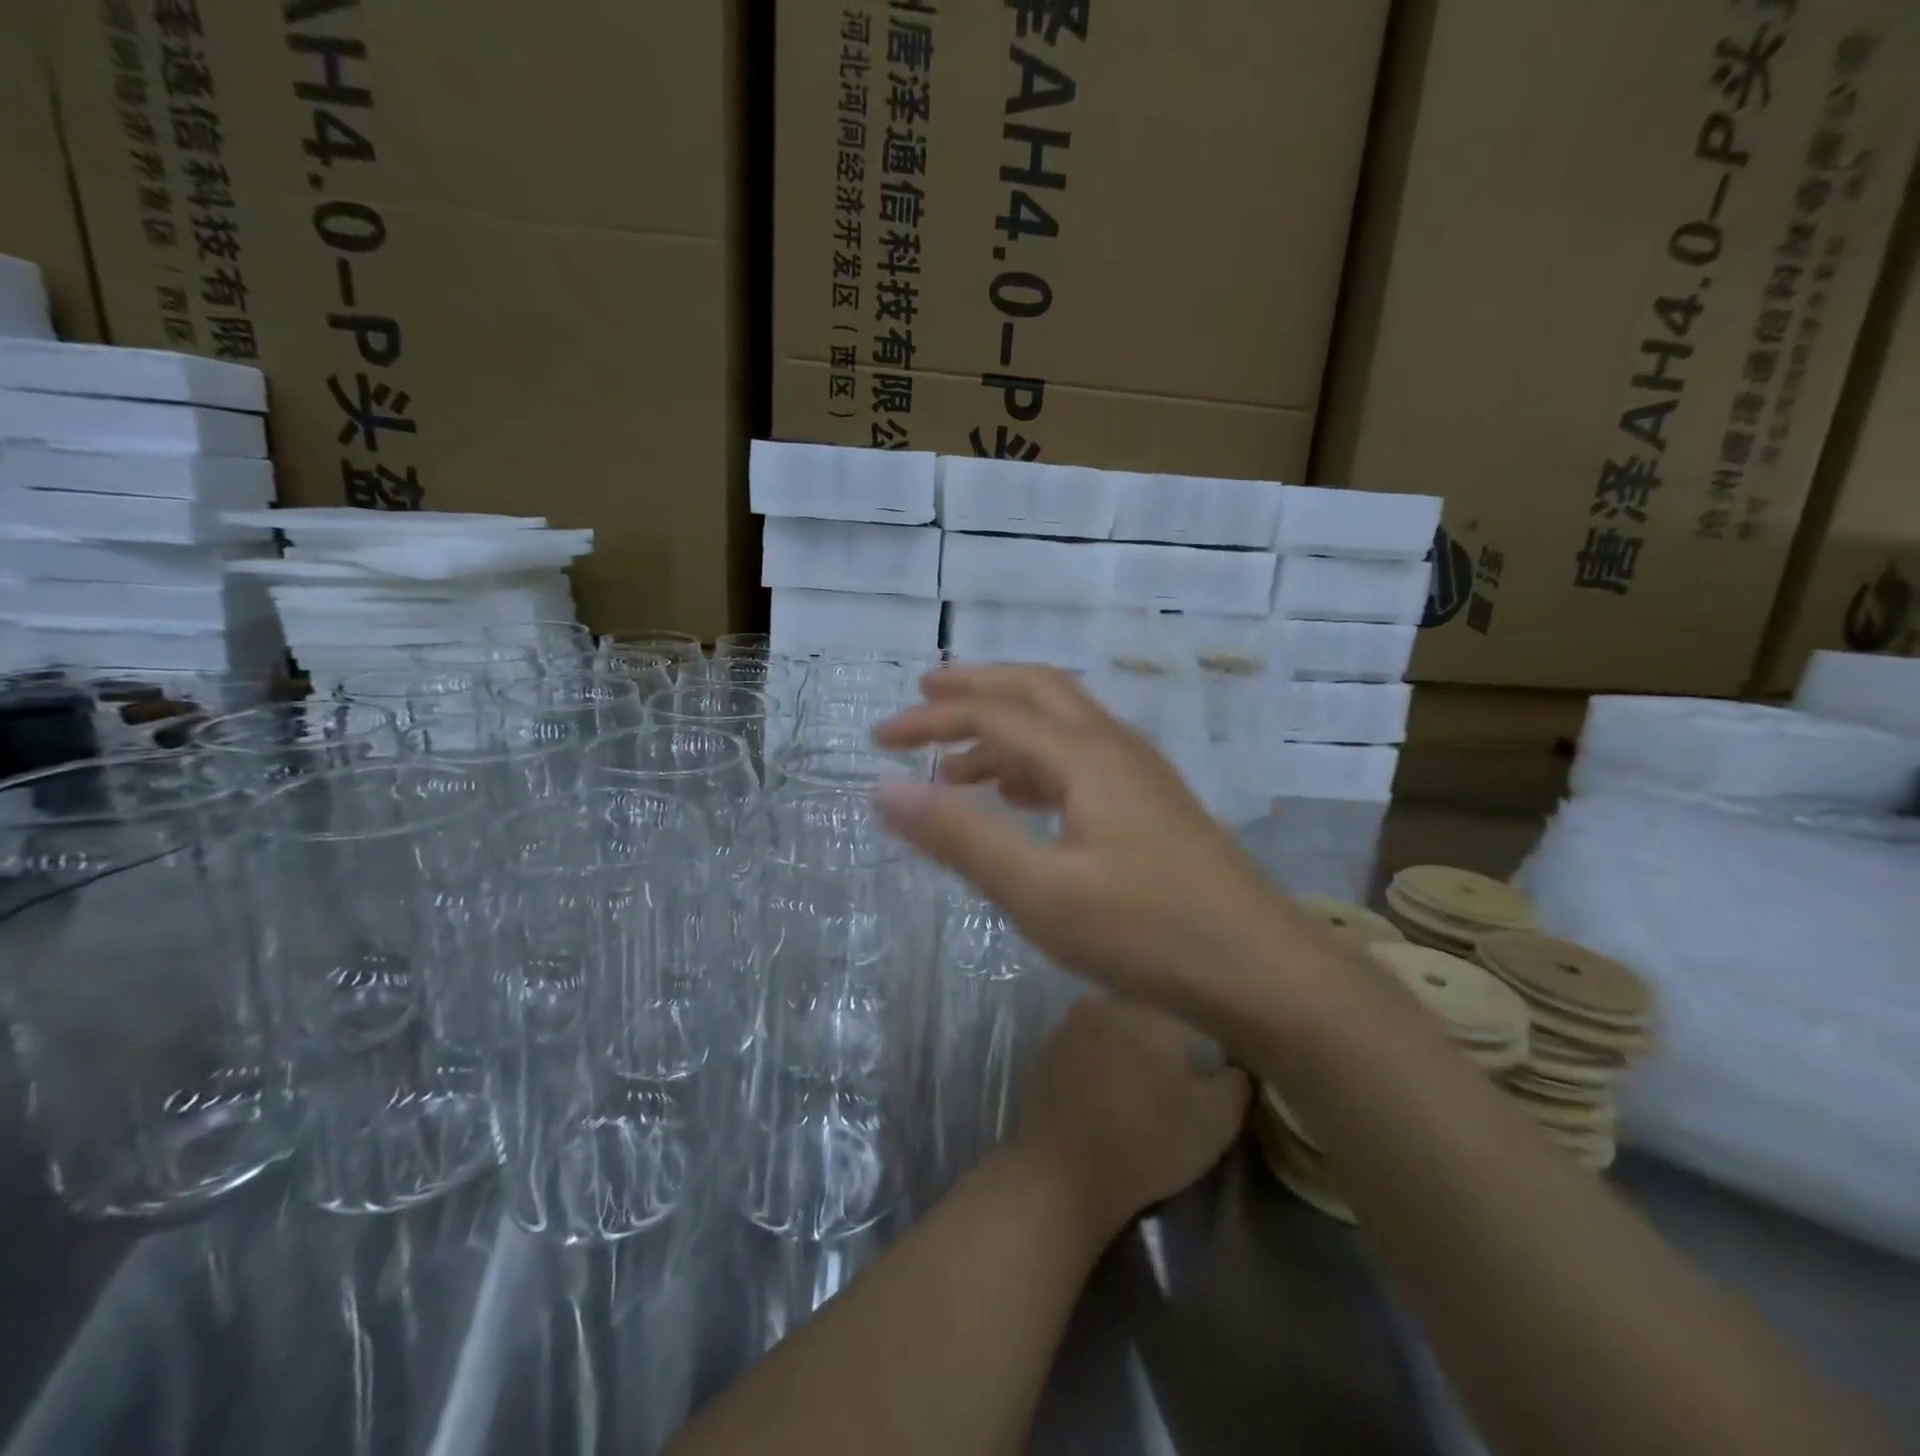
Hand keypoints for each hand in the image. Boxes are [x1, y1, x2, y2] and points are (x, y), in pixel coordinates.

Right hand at [873, 665, 1282, 1015]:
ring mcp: (1140, 774)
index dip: (932, 718)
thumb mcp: (1039, 891)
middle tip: (924, 696)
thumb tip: (886, 789)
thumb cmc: (1147, 931)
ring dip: (1005, 730)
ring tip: (957, 763)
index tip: (879, 738)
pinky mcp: (1152, 805)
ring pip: (1061, 725)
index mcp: (1085, 754)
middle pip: (1035, 690)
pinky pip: (1081, 760)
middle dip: (975, 688)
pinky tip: (1021, 799)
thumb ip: (961, 837)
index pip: (992, 713)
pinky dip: (1037, 764)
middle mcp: (1114, 747)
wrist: (1262, 970)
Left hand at [1013, 997, 1250, 1239]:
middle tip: (1172, 1078)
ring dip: (1124, 1048)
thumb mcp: (1217, 1119)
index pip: (1186, 1010)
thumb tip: (1233, 1064)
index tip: (1204, 1067)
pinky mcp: (1044, 1050)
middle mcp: (1105, 1002)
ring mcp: (1068, 1023)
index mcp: (1148, 1007)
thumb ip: (1236, 1081)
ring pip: (1110, 1027)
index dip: (1199, 1040)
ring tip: (1137, 1088)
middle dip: (1159, 1039)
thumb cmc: (1150, 1140)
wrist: (1066, 1173)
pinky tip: (1102, 1093)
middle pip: (1145, 1013)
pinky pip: (1081, 1048)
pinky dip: (1094, 1063)